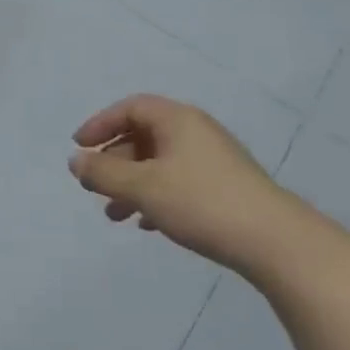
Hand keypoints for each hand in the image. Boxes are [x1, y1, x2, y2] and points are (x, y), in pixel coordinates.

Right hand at [69, 95, 310, 274]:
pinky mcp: (224, 187)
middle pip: (143, 136)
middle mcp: (196, 132)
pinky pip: (178, 183)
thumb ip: (103, 173)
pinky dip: (155, 197)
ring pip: (159, 163)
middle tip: (94, 187)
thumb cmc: (200, 202)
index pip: (130, 108)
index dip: (100, 124)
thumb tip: (76, 161)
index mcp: (177, 120)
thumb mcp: (142, 187)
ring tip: (114, 216)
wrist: (273, 241)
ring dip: (131, 185)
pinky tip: (147, 224)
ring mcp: (213, 160)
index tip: (79, 148)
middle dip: (114, 162)